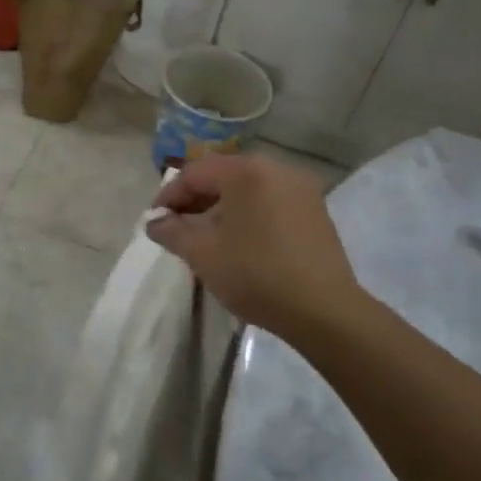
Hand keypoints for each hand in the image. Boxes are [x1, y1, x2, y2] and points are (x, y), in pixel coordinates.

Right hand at [147, 153, 361, 339]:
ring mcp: (301, 188)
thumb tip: (155, 222)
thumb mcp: (202, 253)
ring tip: (207, 237)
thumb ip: (171, 231)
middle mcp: (276, 168)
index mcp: (246, 171)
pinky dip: (249, 214)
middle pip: (223, 176)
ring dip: (222, 207)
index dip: (169, 196)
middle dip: (196, 200)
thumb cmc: (256, 274)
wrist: (325, 311)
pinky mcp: (316, 210)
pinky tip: (241, 241)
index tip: (155, 221)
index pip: (194, 173)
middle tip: (178, 228)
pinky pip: (270, 201)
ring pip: (248, 189)